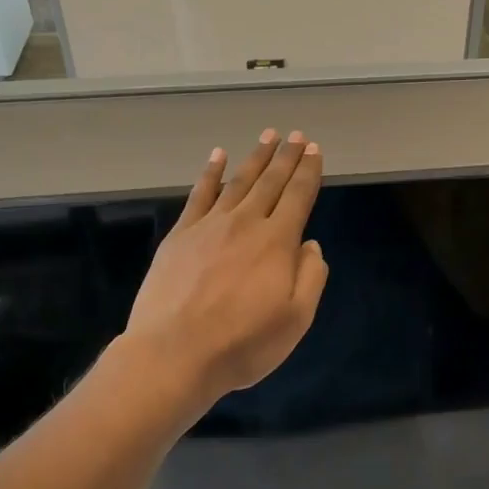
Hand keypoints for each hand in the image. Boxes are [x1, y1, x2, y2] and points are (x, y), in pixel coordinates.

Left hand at [124, 130, 328, 408]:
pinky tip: (217, 156)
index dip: (308, 171)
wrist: (174, 352)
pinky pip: (199, 194)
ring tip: (267, 136)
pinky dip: (210, 172)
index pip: (298, 196)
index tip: (314, 149)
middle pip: (270, 182)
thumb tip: (310, 245)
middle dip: (286, 157)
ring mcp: (209, 226)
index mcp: (277, 242)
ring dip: (255, 157)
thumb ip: (311, 277)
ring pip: (238, 182)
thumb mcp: (295, 319)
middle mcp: (245, 223)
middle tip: (296, 135)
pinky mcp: (180, 235)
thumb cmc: (242, 343)